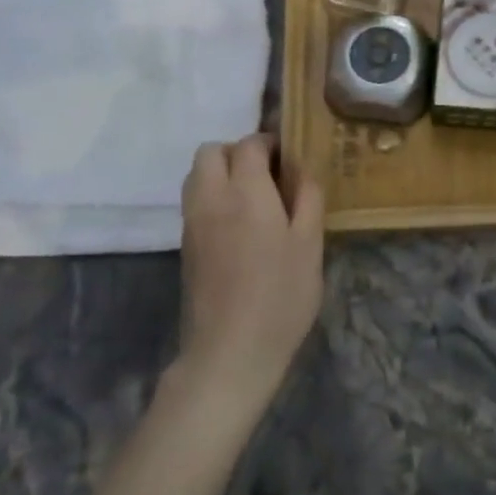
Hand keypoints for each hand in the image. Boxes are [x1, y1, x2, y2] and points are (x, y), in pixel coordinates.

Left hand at [176, 134, 324, 421]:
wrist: (230, 352)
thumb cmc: (280, 295)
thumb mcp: (310, 245)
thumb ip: (307, 198)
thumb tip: (301, 169)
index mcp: (246, 192)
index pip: (249, 145)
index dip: (270, 142)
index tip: (290, 158)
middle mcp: (211, 198)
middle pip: (211, 152)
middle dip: (238, 152)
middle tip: (269, 174)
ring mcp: (192, 223)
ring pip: (196, 175)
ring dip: (221, 172)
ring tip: (255, 198)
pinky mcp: (185, 246)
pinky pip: (195, 201)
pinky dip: (213, 196)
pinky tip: (241, 225)